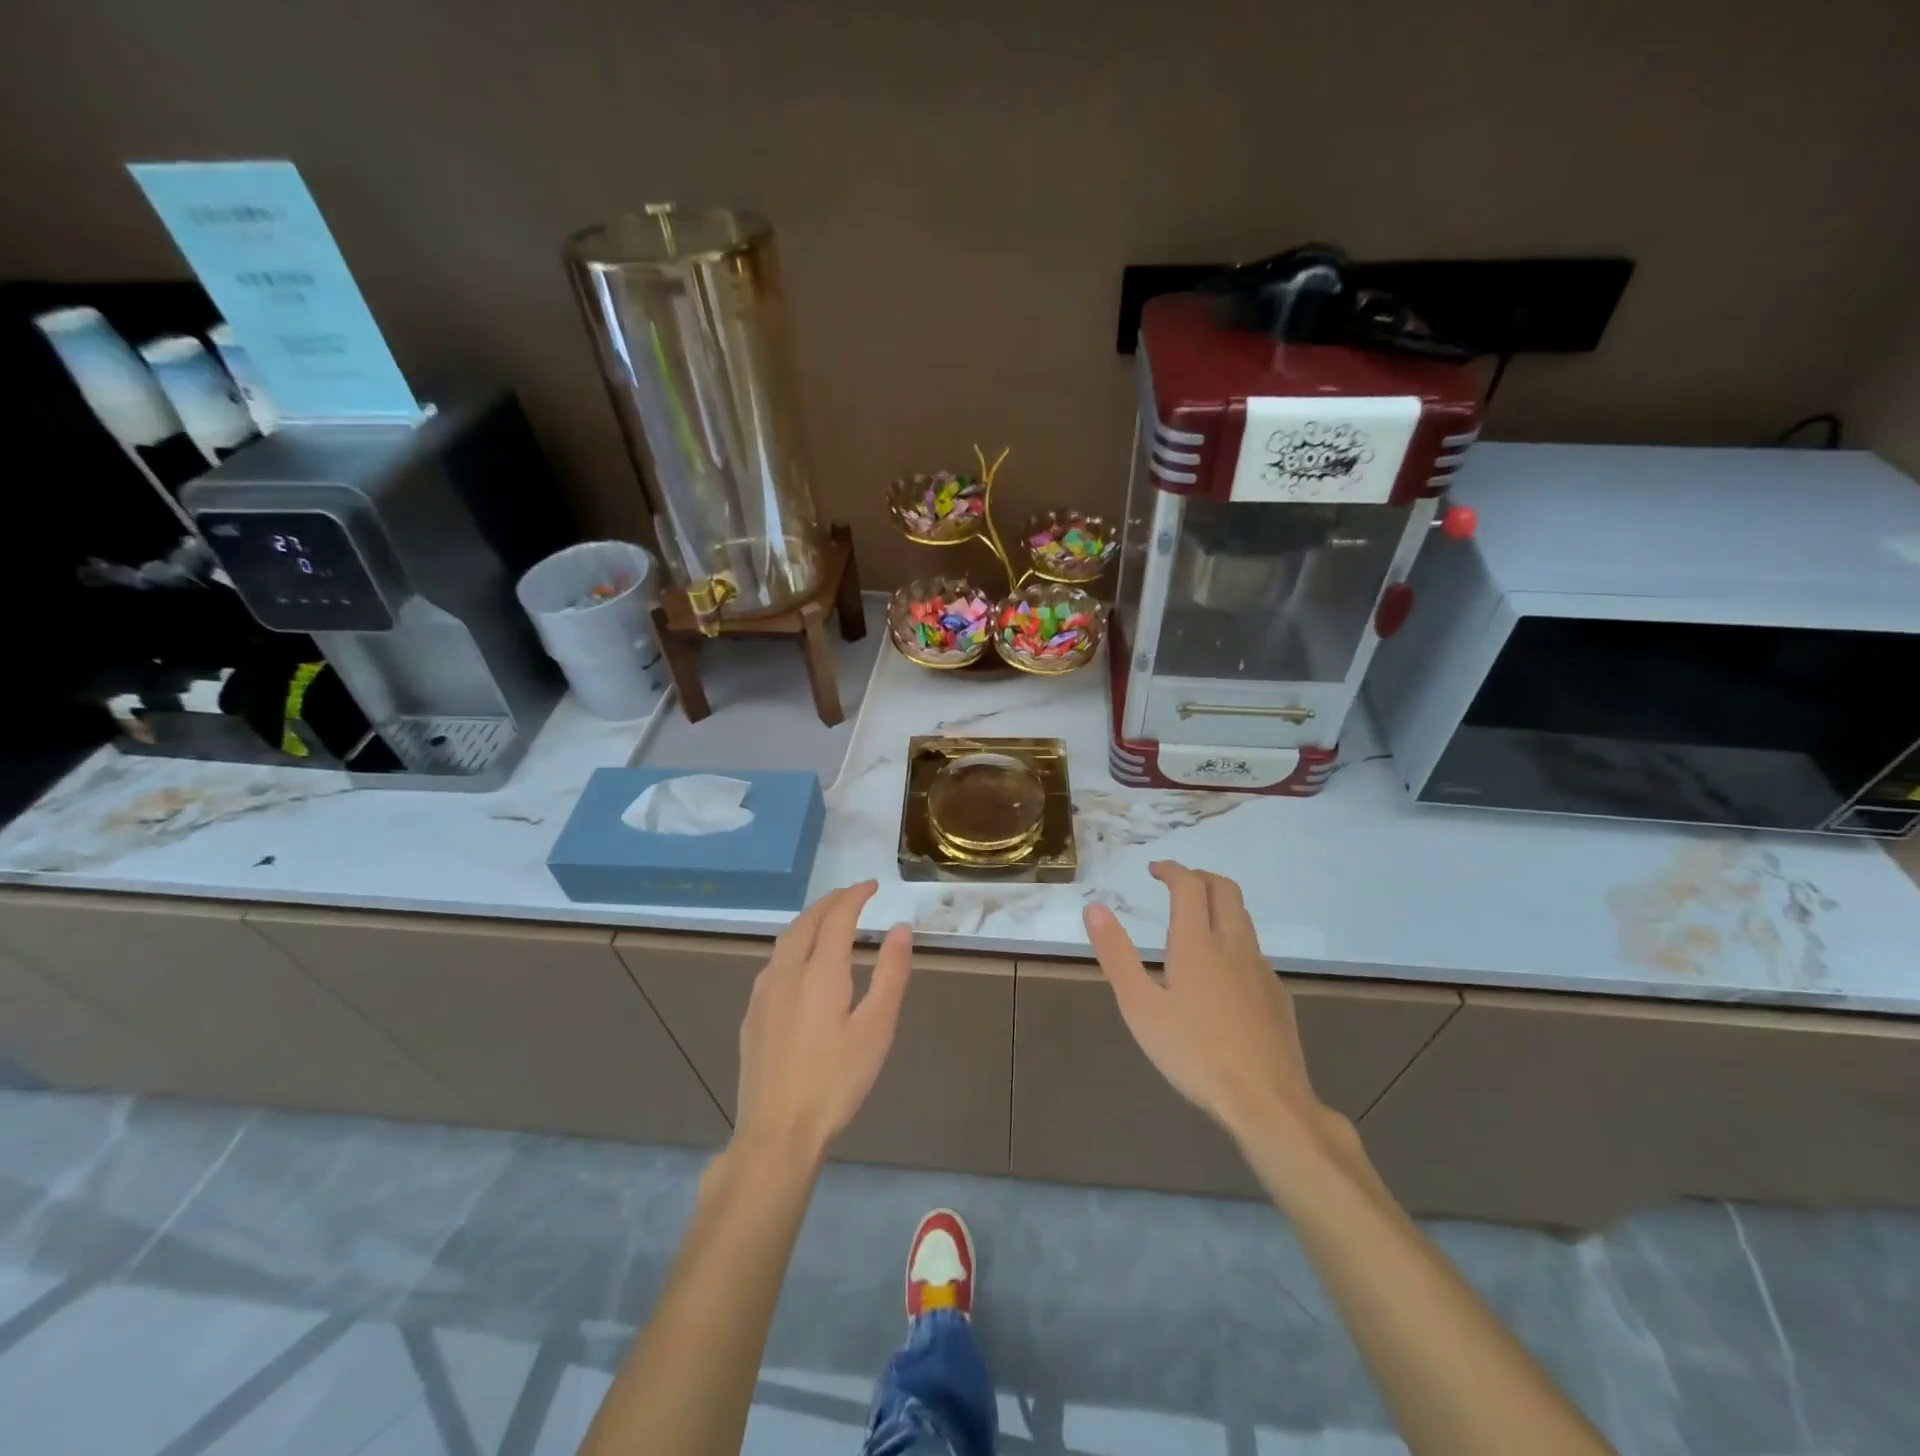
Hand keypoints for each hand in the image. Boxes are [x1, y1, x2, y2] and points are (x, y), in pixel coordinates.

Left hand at [733, 881, 911, 1163]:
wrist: (777, 1133)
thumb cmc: (836, 1081)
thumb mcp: (876, 1028)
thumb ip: (890, 973)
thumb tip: (900, 928)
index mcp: (820, 971)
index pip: (837, 917)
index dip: (855, 896)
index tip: (873, 885)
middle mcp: (786, 972)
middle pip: (806, 921)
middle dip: (830, 902)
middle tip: (853, 895)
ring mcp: (763, 994)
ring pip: (785, 940)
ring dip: (809, 921)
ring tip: (829, 920)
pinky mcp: (752, 1015)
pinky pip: (774, 962)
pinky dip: (793, 945)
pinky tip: (800, 963)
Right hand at [1084, 861, 1322, 1145]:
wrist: (1267, 1102)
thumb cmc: (1194, 1054)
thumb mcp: (1140, 1007)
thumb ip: (1117, 955)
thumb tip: (1094, 909)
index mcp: (1197, 943)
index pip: (1190, 885)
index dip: (1172, 870)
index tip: (1154, 870)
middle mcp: (1233, 945)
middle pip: (1225, 888)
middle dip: (1199, 877)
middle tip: (1175, 884)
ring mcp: (1261, 969)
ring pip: (1243, 917)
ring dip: (1218, 903)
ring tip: (1195, 920)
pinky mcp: (1277, 994)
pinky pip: (1253, 950)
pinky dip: (1233, 939)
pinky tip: (1220, 973)